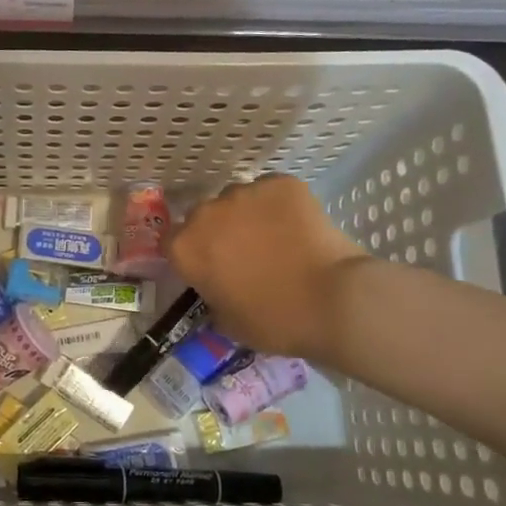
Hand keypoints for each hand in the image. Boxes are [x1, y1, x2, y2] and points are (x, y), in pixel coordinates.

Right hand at [168, 175, 365, 362]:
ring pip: (238, 200)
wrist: (333, 300)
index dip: (190, 255)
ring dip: (247, 216)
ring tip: (275, 238)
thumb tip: (218, 288)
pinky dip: (280, 206)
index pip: (172, 242)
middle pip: (203, 217)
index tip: (208, 268)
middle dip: (217, 232)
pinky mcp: (281, 183)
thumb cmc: (274, 320)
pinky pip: (271, 192)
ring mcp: (244, 193)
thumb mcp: (227, 322)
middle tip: (243, 255)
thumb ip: (212, 296)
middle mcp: (206, 213)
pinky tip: (298, 226)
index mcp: (186, 248)